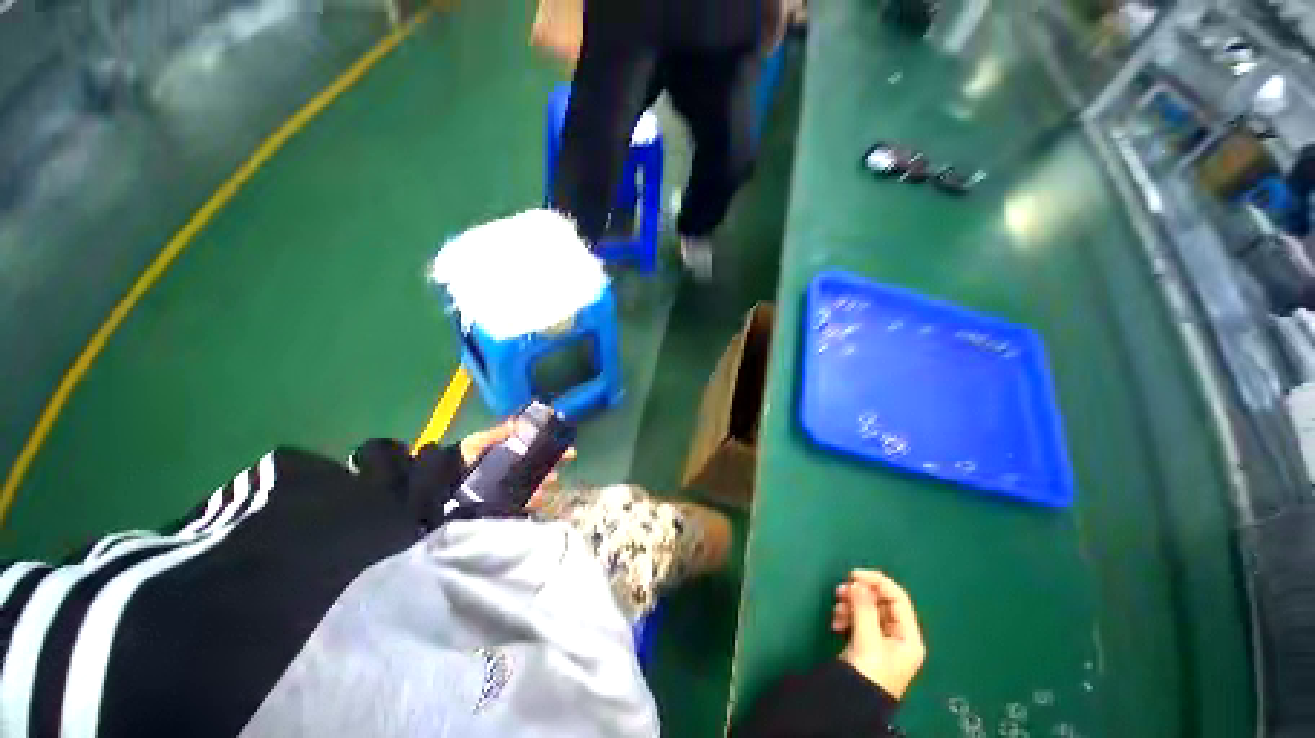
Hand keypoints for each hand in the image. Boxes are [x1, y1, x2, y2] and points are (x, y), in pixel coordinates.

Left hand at [457, 421, 576, 506]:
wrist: (446, 480)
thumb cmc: (466, 455)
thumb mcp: (479, 441)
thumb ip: (497, 433)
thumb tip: (517, 422)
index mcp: (517, 450)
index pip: (542, 445)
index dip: (556, 442)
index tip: (567, 439)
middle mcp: (522, 466)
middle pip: (547, 462)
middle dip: (559, 460)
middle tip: (567, 457)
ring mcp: (518, 483)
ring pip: (541, 481)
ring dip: (549, 479)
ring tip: (549, 480)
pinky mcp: (511, 500)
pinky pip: (528, 500)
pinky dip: (536, 500)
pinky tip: (538, 498)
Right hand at [831, 569, 925, 698]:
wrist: (853, 704)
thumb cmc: (869, 672)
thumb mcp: (868, 639)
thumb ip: (864, 608)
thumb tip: (857, 582)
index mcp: (908, 636)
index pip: (897, 598)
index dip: (876, 581)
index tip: (852, 574)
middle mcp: (898, 636)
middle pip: (881, 602)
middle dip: (859, 594)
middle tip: (840, 591)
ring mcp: (882, 641)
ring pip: (867, 609)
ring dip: (850, 605)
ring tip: (836, 612)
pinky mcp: (867, 644)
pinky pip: (858, 619)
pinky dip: (846, 616)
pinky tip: (836, 623)